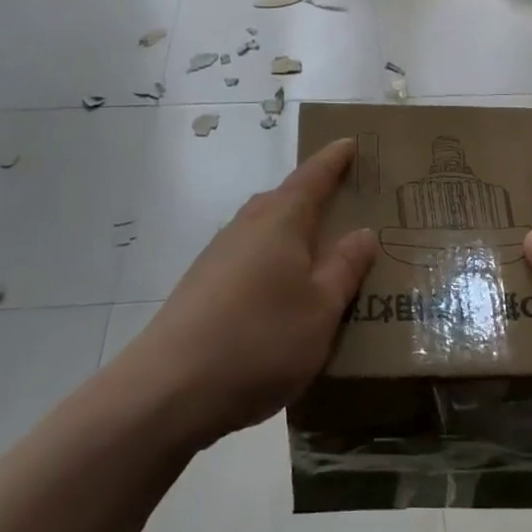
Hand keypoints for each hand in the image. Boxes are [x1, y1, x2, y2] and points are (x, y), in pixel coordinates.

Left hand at [115, 138, 375, 450]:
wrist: (168, 389)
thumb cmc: (260, 340)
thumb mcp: (321, 309)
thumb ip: (344, 268)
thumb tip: (362, 232)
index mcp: (280, 220)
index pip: (313, 176)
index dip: (333, 160)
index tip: (350, 142)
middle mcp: (247, 226)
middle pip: (284, 198)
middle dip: (313, 194)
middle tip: (343, 200)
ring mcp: (219, 255)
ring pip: (264, 229)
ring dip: (291, 230)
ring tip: (318, 250)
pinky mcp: (202, 286)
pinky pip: (249, 256)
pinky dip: (272, 259)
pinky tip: (280, 291)